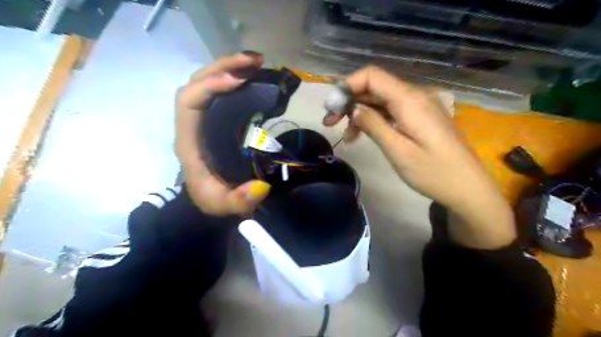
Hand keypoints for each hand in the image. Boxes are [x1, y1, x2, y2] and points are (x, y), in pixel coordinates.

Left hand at [176, 52, 270, 215]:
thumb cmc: (213, 199)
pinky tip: (253, 77)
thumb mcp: (224, 205)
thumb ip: (239, 201)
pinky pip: (221, 93)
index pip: (188, 101)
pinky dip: (236, 79)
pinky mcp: (218, 120)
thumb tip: (261, 187)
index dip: (210, 86)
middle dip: (223, 67)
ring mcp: (205, 120)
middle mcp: (193, 125)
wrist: (211, 199)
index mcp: (189, 141)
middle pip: (197, 83)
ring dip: (230, 68)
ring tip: (257, 62)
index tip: (239, 81)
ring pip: (208, 83)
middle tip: (255, 61)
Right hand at [324, 66, 516, 248]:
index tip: (331, 107)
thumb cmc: (433, 173)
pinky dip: (375, 119)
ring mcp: (419, 107)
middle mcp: (415, 96)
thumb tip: (353, 108)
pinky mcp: (421, 118)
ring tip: (346, 134)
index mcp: (410, 100)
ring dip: (360, 112)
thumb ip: (374, 125)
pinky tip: (364, 134)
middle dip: (349, 101)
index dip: (347, 85)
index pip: (372, 76)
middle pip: (375, 87)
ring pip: (381, 100)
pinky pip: (392, 110)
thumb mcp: (398, 151)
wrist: (467, 188)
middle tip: (330, 123)